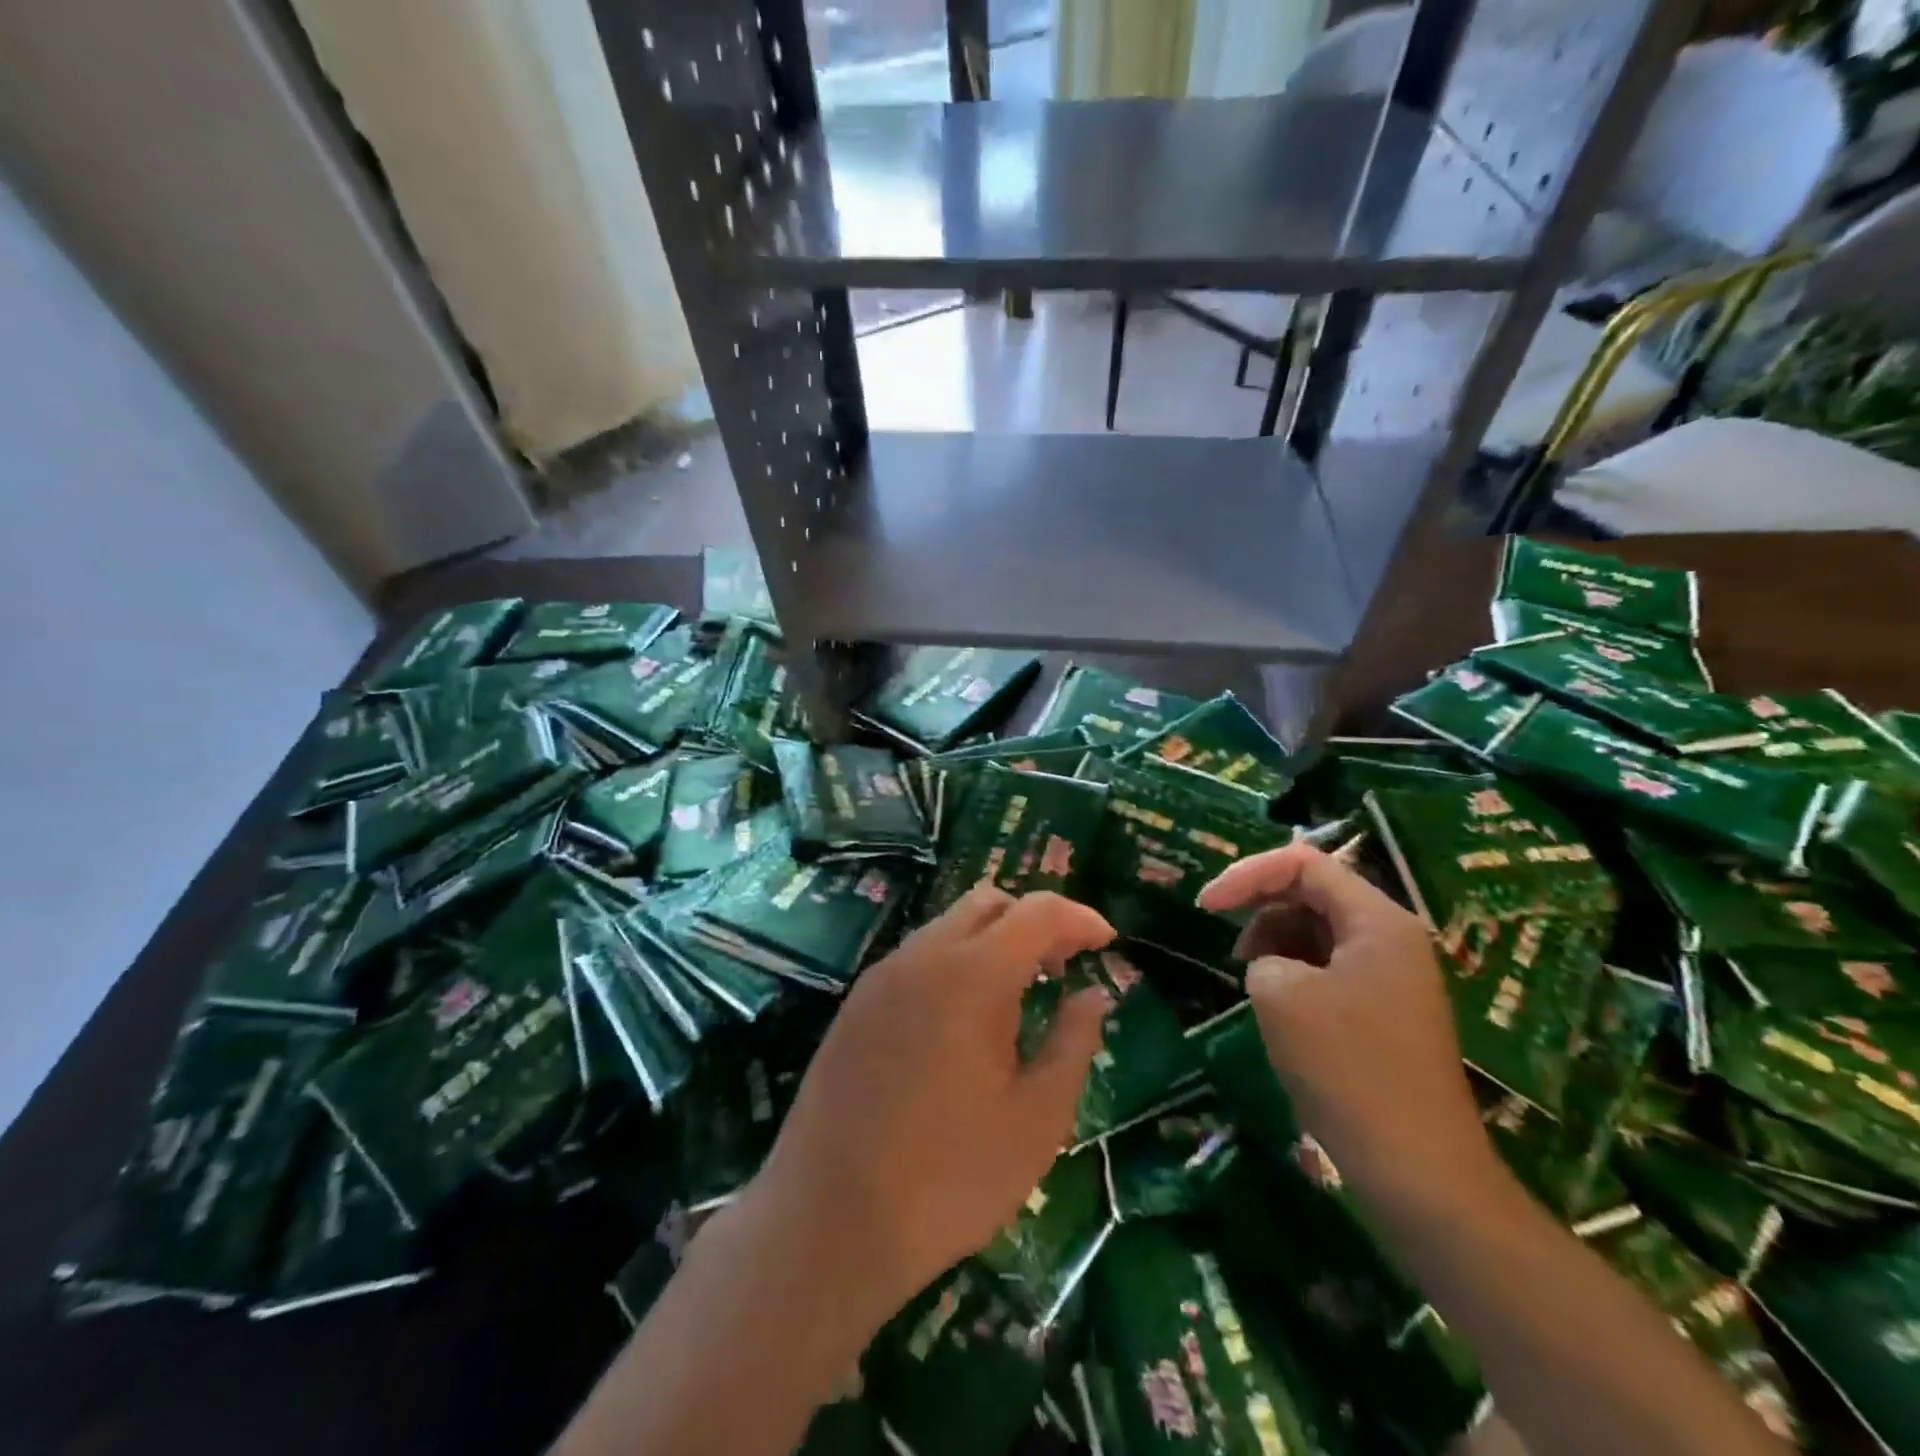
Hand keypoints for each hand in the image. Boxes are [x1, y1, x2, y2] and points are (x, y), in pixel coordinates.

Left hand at [745, 887, 1115, 1324]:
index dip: (1079, 918)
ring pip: (949, 925)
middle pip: (988, 902)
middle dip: (1034, 921)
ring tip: (1019, 995)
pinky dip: (955, 962)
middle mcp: (923, 956)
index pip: (1037, 912)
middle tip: (1063, 967)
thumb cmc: (949, 1178)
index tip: (1107, 943)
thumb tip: (1092, 996)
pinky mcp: (857, 1003)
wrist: (828, 1220)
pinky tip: (964, 1019)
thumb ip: (1072, 1043)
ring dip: (992, 940)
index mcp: (973, 974)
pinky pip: (918, 956)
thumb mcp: (1036, 1120)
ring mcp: (882, 976)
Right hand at [1197, 843, 1493, 1196]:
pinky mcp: (1385, 1013)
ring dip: (1275, 944)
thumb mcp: (1280, 994)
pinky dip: (1294, 974)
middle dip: (1260, 910)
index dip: (1246, 875)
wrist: (1419, 1171)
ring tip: (1252, 983)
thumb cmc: (1348, 1068)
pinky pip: (1330, 969)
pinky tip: (1277, 1009)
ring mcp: (1392, 977)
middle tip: (1227, 949)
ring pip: (1318, 933)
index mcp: (1377, 920)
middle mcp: (1391, 938)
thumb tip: (1271, 965)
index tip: (1204, 908)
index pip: (1302, 864)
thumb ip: (1261, 953)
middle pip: (1312, 893)